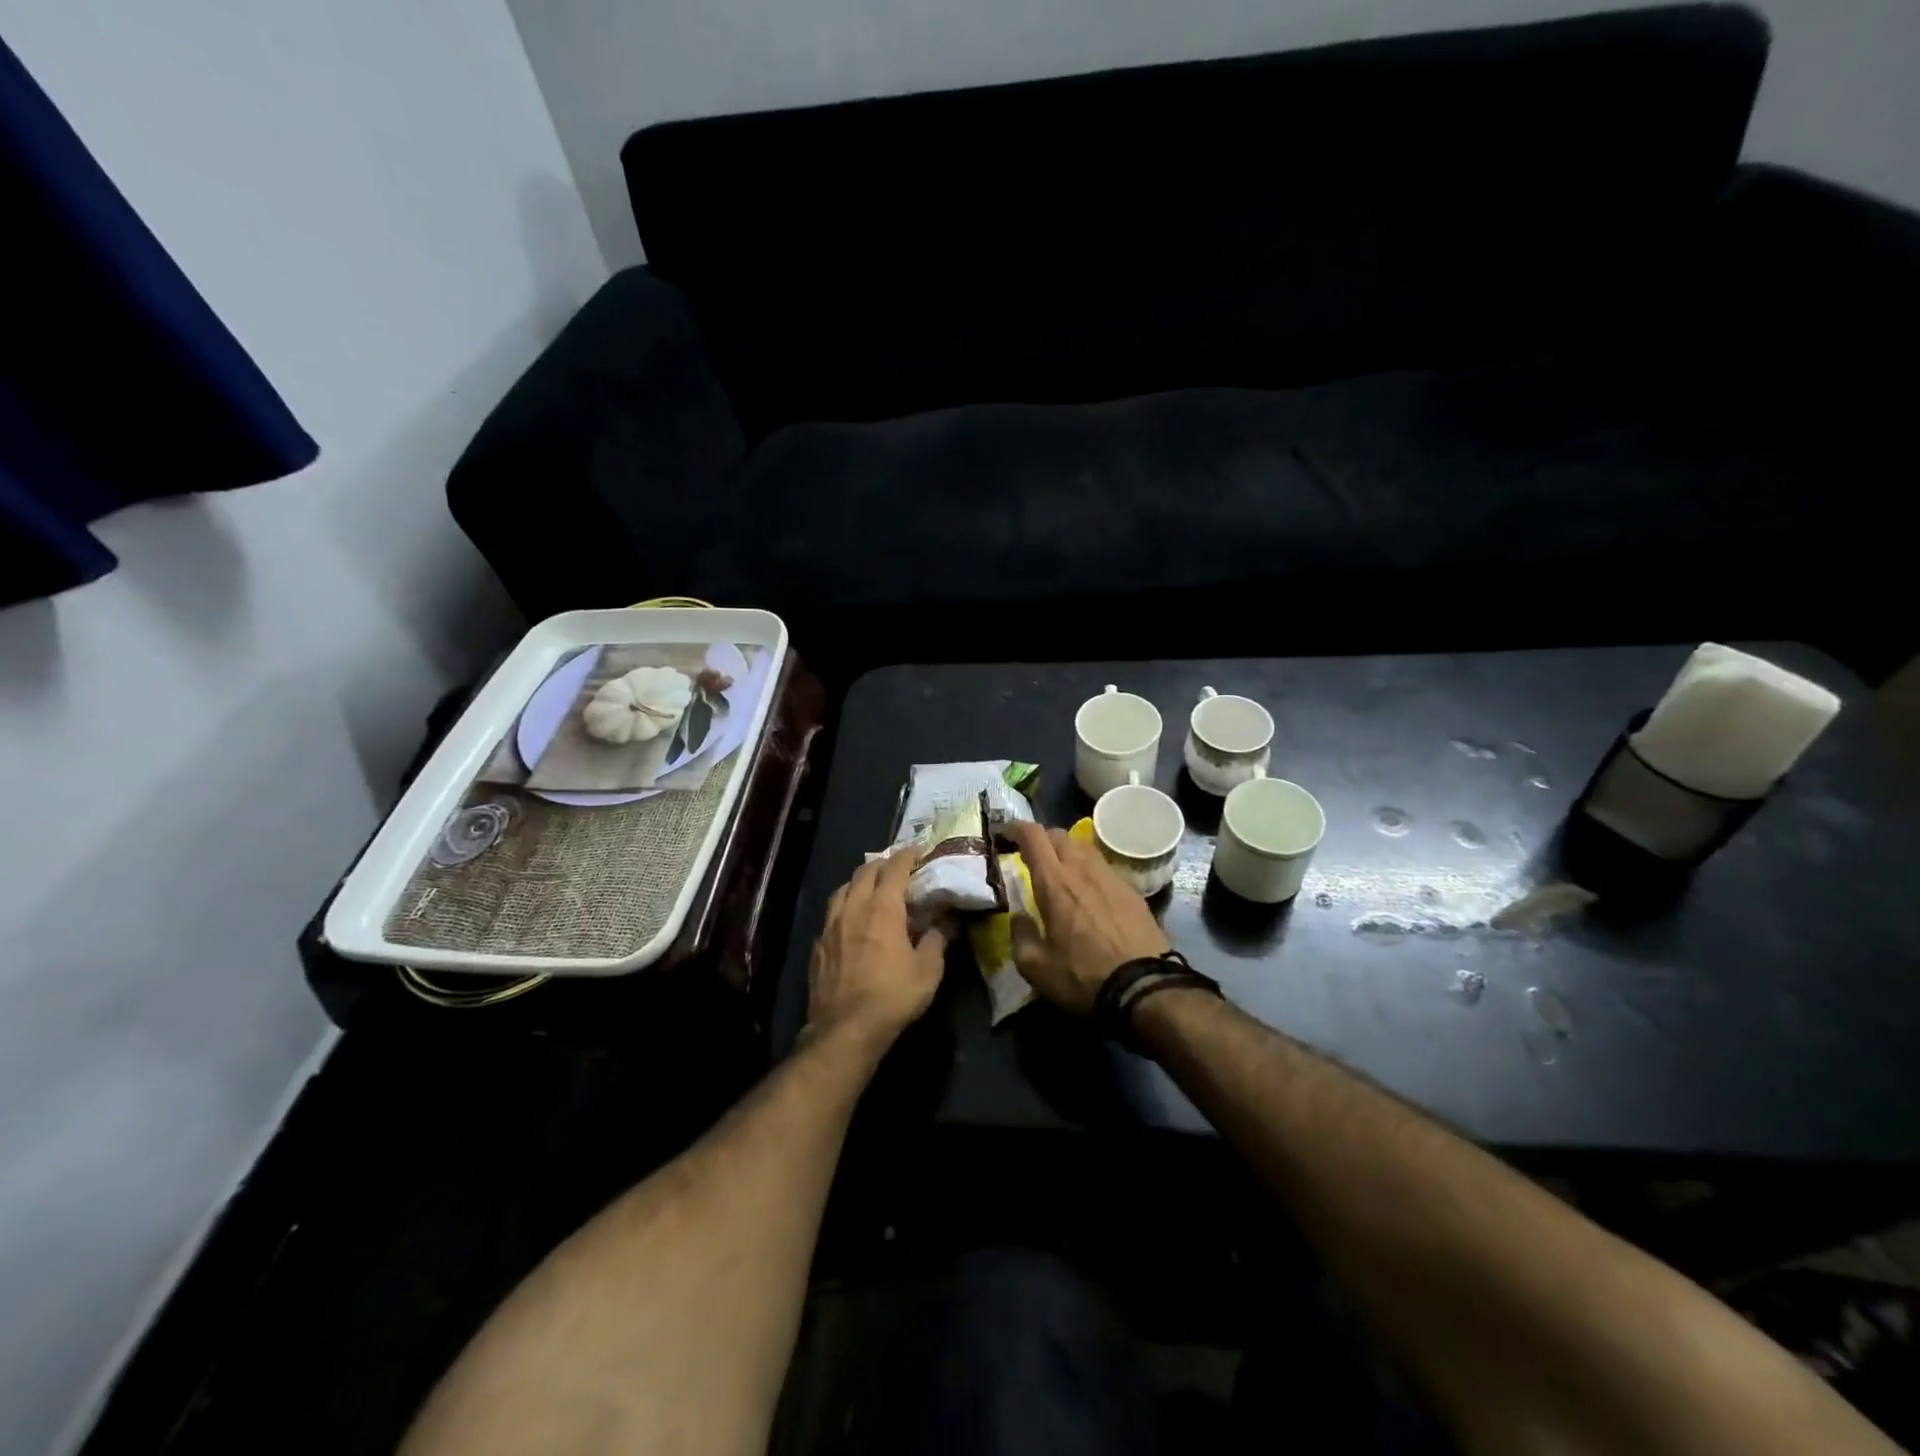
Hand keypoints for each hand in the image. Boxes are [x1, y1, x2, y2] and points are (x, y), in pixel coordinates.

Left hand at [806, 849, 948, 1047]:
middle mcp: (853, 908)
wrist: (845, 1030)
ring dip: (859, 881)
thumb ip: (937, 940)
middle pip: (865, 872)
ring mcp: (830, 926)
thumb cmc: (893, 996)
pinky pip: (831, 914)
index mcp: (882, 908)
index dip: (908, 855)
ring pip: (843, 889)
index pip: (895, 868)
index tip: (919, 850)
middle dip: (883, 864)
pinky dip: (845, 906)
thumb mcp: (928, 970)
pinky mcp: (818, 946)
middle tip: (898, 867)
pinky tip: (851, 920)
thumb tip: (945, 924)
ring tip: (871, 888)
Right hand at [1003, 821, 1170, 1013]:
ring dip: (1067, 852)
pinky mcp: (1132, 891)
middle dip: (1042, 839)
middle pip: (1060, 835)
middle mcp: (1082, 869)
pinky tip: (1090, 892)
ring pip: (1084, 848)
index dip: (1017, 828)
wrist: (1144, 988)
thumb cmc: (1083, 976)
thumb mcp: (1035, 967)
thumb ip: (1020, 936)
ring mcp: (1111, 877)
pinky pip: (1104, 868)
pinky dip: (1089, 870)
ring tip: (1061, 872)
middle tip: (1032, 857)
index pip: (1033, 836)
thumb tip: (1019, 917)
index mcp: (1054, 882)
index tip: (1005, 833)